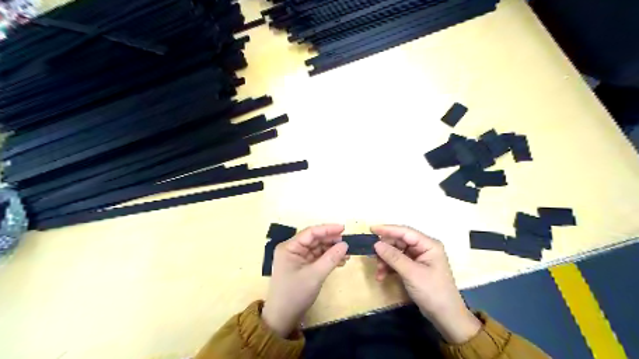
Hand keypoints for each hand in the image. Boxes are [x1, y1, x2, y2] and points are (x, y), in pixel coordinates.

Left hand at [261, 222, 347, 336]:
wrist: (282, 318)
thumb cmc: (295, 294)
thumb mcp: (315, 275)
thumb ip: (331, 258)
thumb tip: (345, 244)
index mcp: (289, 247)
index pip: (311, 232)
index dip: (327, 229)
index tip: (344, 228)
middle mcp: (292, 249)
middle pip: (314, 239)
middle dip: (331, 240)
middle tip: (347, 243)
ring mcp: (297, 258)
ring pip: (318, 248)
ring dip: (332, 250)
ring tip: (347, 254)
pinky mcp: (302, 266)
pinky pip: (317, 258)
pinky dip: (328, 259)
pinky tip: (340, 261)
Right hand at [370, 225, 478, 344]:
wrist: (445, 317)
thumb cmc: (432, 292)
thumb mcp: (411, 273)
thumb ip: (393, 257)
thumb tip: (376, 244)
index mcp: (428, 244)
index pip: (405, 231)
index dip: (387, 229)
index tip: (370, 229)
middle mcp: (423, 248)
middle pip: (399, 241)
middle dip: (385, 250)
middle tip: (374, 258)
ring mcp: (419, 258)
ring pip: (396, 252)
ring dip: (385, 261)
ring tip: (379, 272)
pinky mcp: (414, 268)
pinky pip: (397, 262)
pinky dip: (389, 267)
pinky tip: (382, 276)